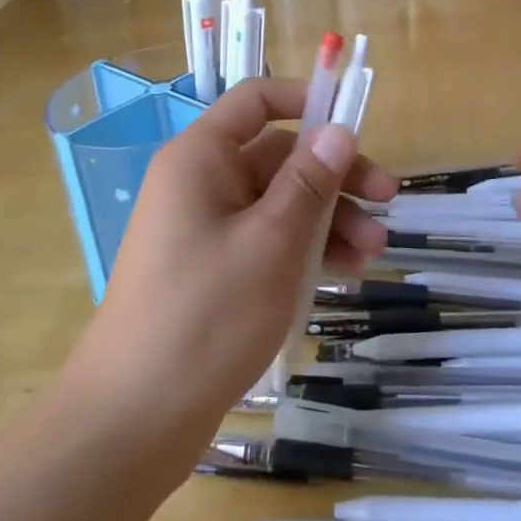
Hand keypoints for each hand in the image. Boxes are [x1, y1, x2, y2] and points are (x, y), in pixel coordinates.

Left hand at [62, 78, 394, 448]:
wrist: (133, 420)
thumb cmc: (206, 315)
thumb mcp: (271, 241)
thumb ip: (309, 181)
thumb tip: (339, 130)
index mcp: (201, 159)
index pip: (256, 101)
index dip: (306, 100)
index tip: (355, 122)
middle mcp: (201, 184)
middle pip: (278, 156)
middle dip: (334, 176)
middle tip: (387, 199)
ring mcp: (206, 230)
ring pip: (279, 203)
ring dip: (329, 218)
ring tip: (374, 251)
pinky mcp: (213, 272)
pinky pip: (267, 241)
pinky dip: (305, 250)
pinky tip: (345, 274)